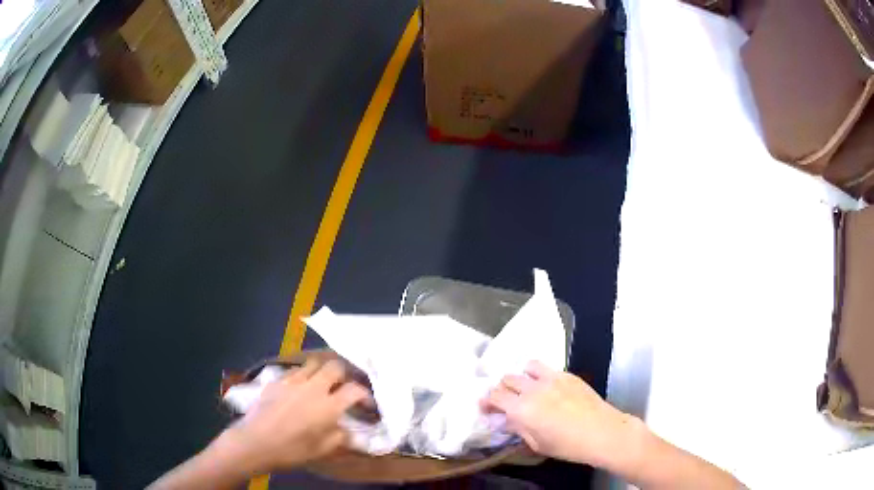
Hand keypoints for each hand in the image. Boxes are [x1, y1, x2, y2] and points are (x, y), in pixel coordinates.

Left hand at [216, 358, 369, 474]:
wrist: (256, 442)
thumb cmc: (292, 449)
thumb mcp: (324, 450)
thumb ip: (341, 436)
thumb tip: (349, 429)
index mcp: (328, 406)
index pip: (355, 390)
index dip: (366, 395)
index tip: (368, 405)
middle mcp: (313, 387)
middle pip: (335, 367)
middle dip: (345, 375)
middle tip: (344, 388)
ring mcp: (293, 381)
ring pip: (314, 363)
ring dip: (323, 371)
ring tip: (323, 383)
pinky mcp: (277, 380)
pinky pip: (295, 371)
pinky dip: (304, 376)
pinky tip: (300, 388)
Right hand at [482, 361, 637, 468]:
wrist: (601, 432)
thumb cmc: (566, 445)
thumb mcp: (536, 444)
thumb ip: (519, 428)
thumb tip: (508, 419)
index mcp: (522, 409)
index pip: (495, 396)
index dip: (486, 400)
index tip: (486, 406)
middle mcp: (533, 389)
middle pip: (508, 378)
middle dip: (502, 389)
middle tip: (506, 400)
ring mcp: (552, 378)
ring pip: (527, 366)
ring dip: (522, 376)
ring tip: (526, 387)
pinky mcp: (568, 375)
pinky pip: (547, 368)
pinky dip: (540, 375)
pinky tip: (548, 388)